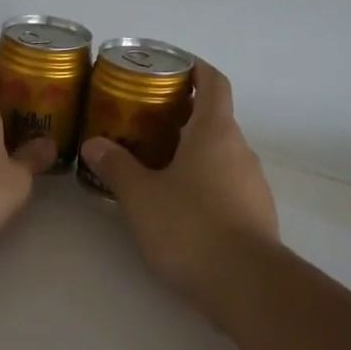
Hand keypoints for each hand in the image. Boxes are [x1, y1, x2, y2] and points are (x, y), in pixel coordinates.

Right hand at [80, 62, 278, 297]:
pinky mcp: (256, 213)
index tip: (173, 66)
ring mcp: (253, 183)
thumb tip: (94, 145)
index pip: (214, 82)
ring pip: (220, 154)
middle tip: (145, 119)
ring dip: (192, 150)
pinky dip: (203, 180)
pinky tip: (178, 202)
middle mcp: (241, 150)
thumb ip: (117, 166)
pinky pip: (226, 183)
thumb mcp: (142, 196)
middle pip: (215, 118)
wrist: (246, 283)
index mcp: (216, 132)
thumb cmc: (190, 226)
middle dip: (183, 114)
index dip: (196, 68)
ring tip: (155, 161)